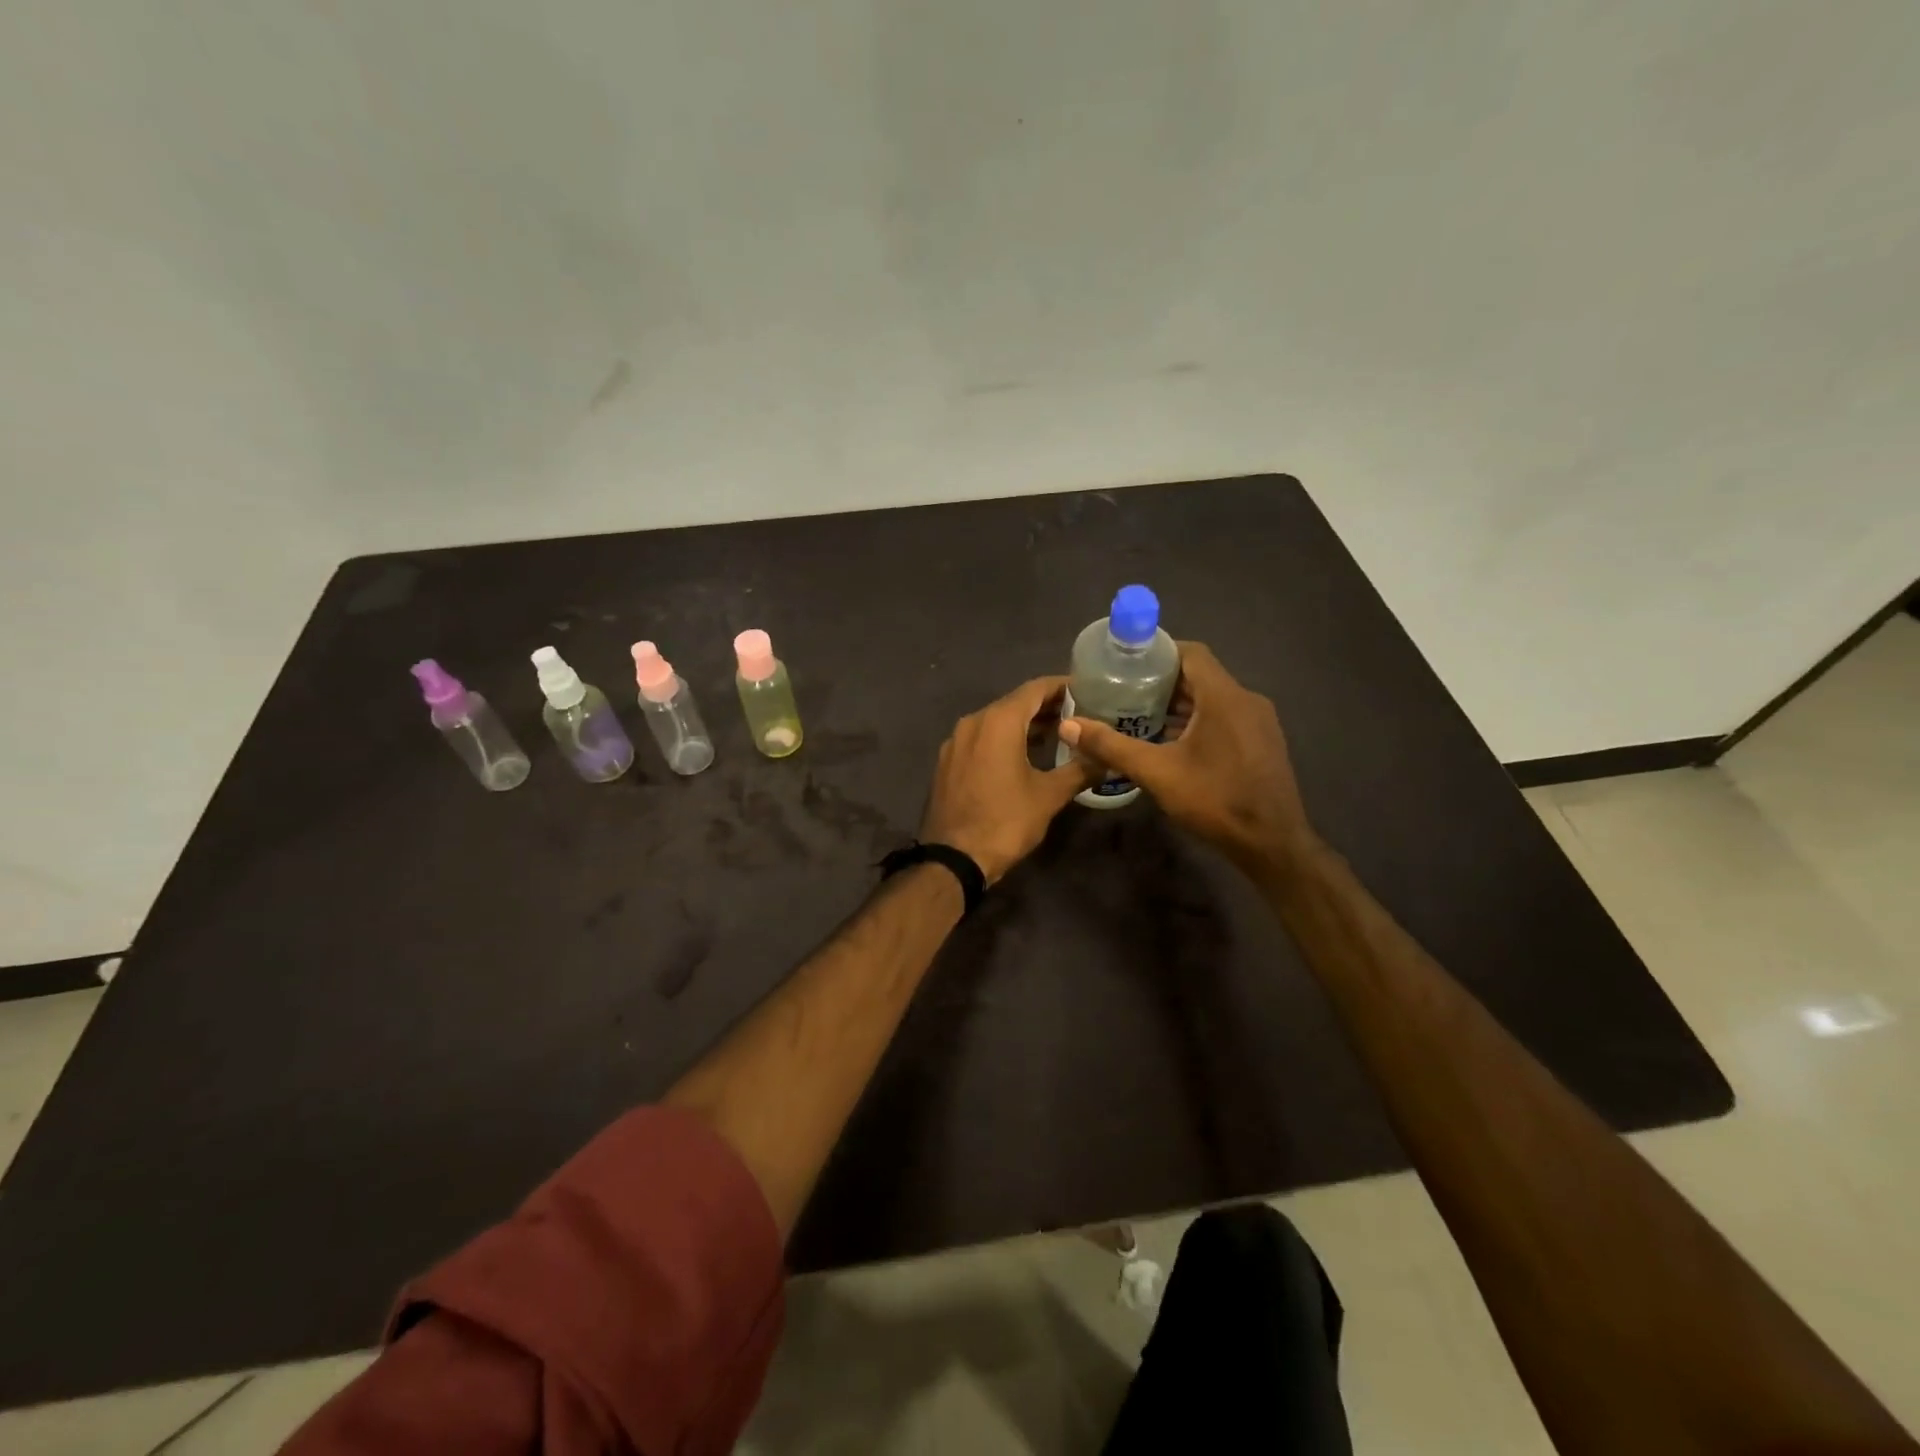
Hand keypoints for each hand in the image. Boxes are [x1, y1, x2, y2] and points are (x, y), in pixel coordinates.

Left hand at [919, 677, 1097, 884]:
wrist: (953, 859)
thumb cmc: (1005, 821)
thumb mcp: (1049, 796)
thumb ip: (1080, 770)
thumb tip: (1108, 758)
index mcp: (998, 721)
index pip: (1035, 688)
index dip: (1063, 686)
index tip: (1088, 689)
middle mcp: (973, 721)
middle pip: (1015, 702)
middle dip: (1047, 706)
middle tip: (1080, 713)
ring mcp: (955, 741)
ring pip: (996, 721)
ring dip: (1025, 724)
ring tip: (1058, 734)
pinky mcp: (947, 761)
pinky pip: (981, 738)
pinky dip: (1004, 739)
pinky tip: (1023, 755)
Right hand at [1058, 642, 1317, 871]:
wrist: (1272, 844)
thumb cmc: (1216, 800)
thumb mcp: (1157, 773)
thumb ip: (1112, 746)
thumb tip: (1069, 726)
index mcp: (1224, 697)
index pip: (1191, 653)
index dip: (1158, 653)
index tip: (1125, 664)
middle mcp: (1246, 700)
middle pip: (1200, 676)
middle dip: (1161, 682)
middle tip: (1123, 692)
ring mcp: (1259, 722)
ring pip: (1212, 699)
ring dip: (1178, 704)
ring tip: (1139, 716)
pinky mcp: (1262, 743)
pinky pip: (1225, 718)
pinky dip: (1197, 721)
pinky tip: (1171, 743)